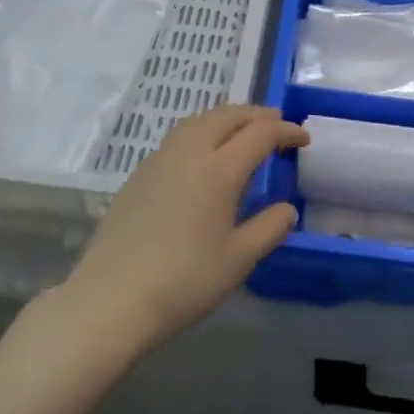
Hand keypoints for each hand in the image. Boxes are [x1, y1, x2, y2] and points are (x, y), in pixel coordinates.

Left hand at [58, 105, 306, 359]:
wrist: (111, 299)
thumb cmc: (183, 282)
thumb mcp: (238, 260)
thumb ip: (268, 229)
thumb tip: (287, 209)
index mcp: (218, 169)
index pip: (260, 134)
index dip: (285, 130)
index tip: (303, 139)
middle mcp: (189, 152)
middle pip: (227, 115)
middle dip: (256, 115)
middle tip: (277, 126)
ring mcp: (159, 159)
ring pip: (199, 120)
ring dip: (227, 118)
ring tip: (243, 133)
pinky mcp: (139, 173)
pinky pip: (180, 136)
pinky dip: (203, 131)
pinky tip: (205, 156)